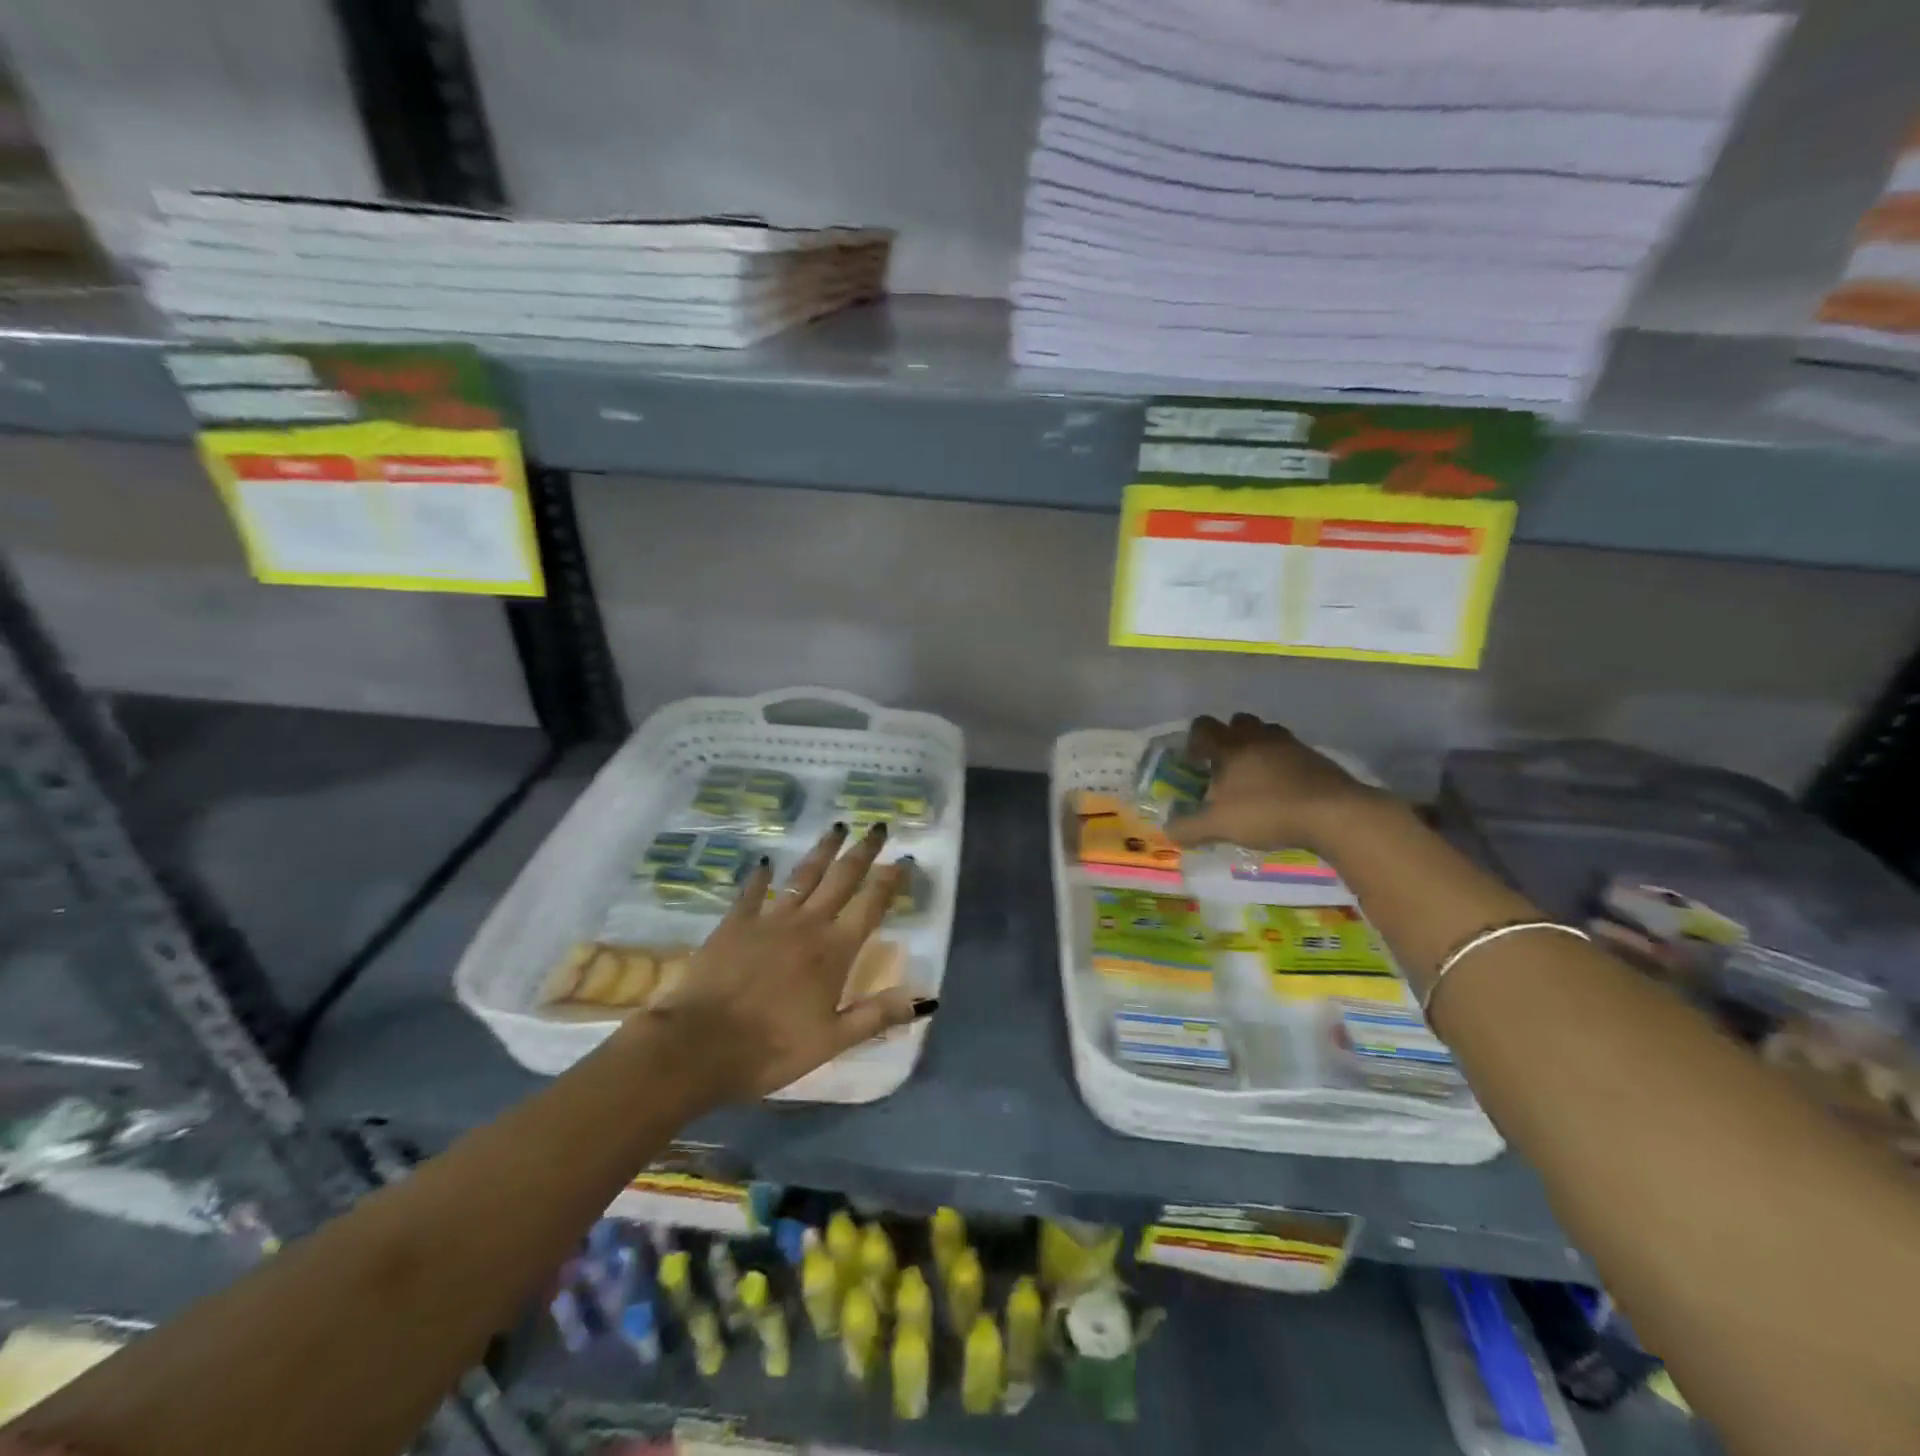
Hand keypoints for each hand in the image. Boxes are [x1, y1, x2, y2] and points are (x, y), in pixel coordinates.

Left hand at [650, 822, 924, 1100]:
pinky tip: (764, 862)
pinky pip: (752, 891)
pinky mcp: (734, 923)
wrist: (698, 1045)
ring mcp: (769, 919)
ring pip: (803, 875)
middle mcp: (807, 925)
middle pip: (841, 879)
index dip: (890, 881)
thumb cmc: (771, 1048)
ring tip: (837, 826)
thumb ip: (878, 1015)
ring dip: (822, 850)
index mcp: (834, 951)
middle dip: (862, 851)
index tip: (904, 859)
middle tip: (877, 826)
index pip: (870, 906)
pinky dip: (760, 876)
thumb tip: (927, 998)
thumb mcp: (832, 1041)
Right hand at [1167, 713, 1382, 853]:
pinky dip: (1283, 763)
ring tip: (1255, 776)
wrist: (1334, 813)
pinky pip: (1292, 751)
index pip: (1203, 727)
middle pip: (1238, 721)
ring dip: (1257, 746)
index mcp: (1230, 747)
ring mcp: (1291, 745)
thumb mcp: (1219, 826)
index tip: (1194, 761)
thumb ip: (1189, 827)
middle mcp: (1258, 737)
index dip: (1194, 740)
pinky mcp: (1316, 758)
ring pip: (1267, 733)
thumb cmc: (1267, 812)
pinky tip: (1283, 789)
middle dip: (1229, 737)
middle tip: (1226, 765)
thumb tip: (1167, 830)